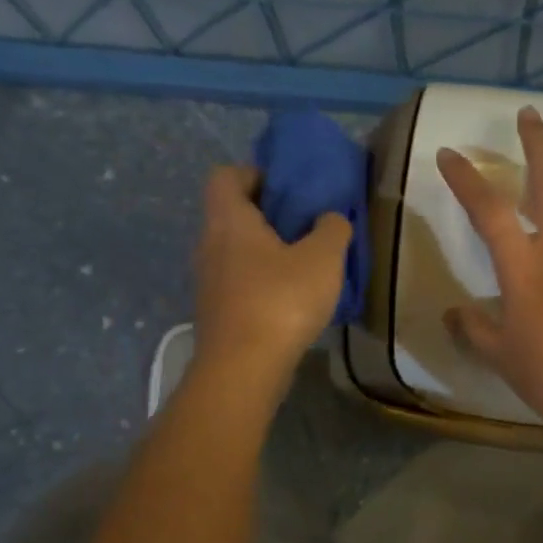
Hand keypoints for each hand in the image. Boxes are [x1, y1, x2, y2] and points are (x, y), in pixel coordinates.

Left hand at [192, 166, 350, 400]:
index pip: (226, 175)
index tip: (288, 189)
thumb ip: (332, 229)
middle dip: (268, 214)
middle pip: (233, 213)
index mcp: (229, 220)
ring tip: (306, 263)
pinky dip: (263, 280)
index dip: (255, 174)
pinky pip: (240, 280)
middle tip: (306, 225)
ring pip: (237, 250)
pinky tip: (293, 298)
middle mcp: (210, 244)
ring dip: (267, 250)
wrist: (243, 369)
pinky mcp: (217, 311)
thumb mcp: (323, 259)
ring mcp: (209, 281)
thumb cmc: (281, 301)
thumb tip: (329, 218)